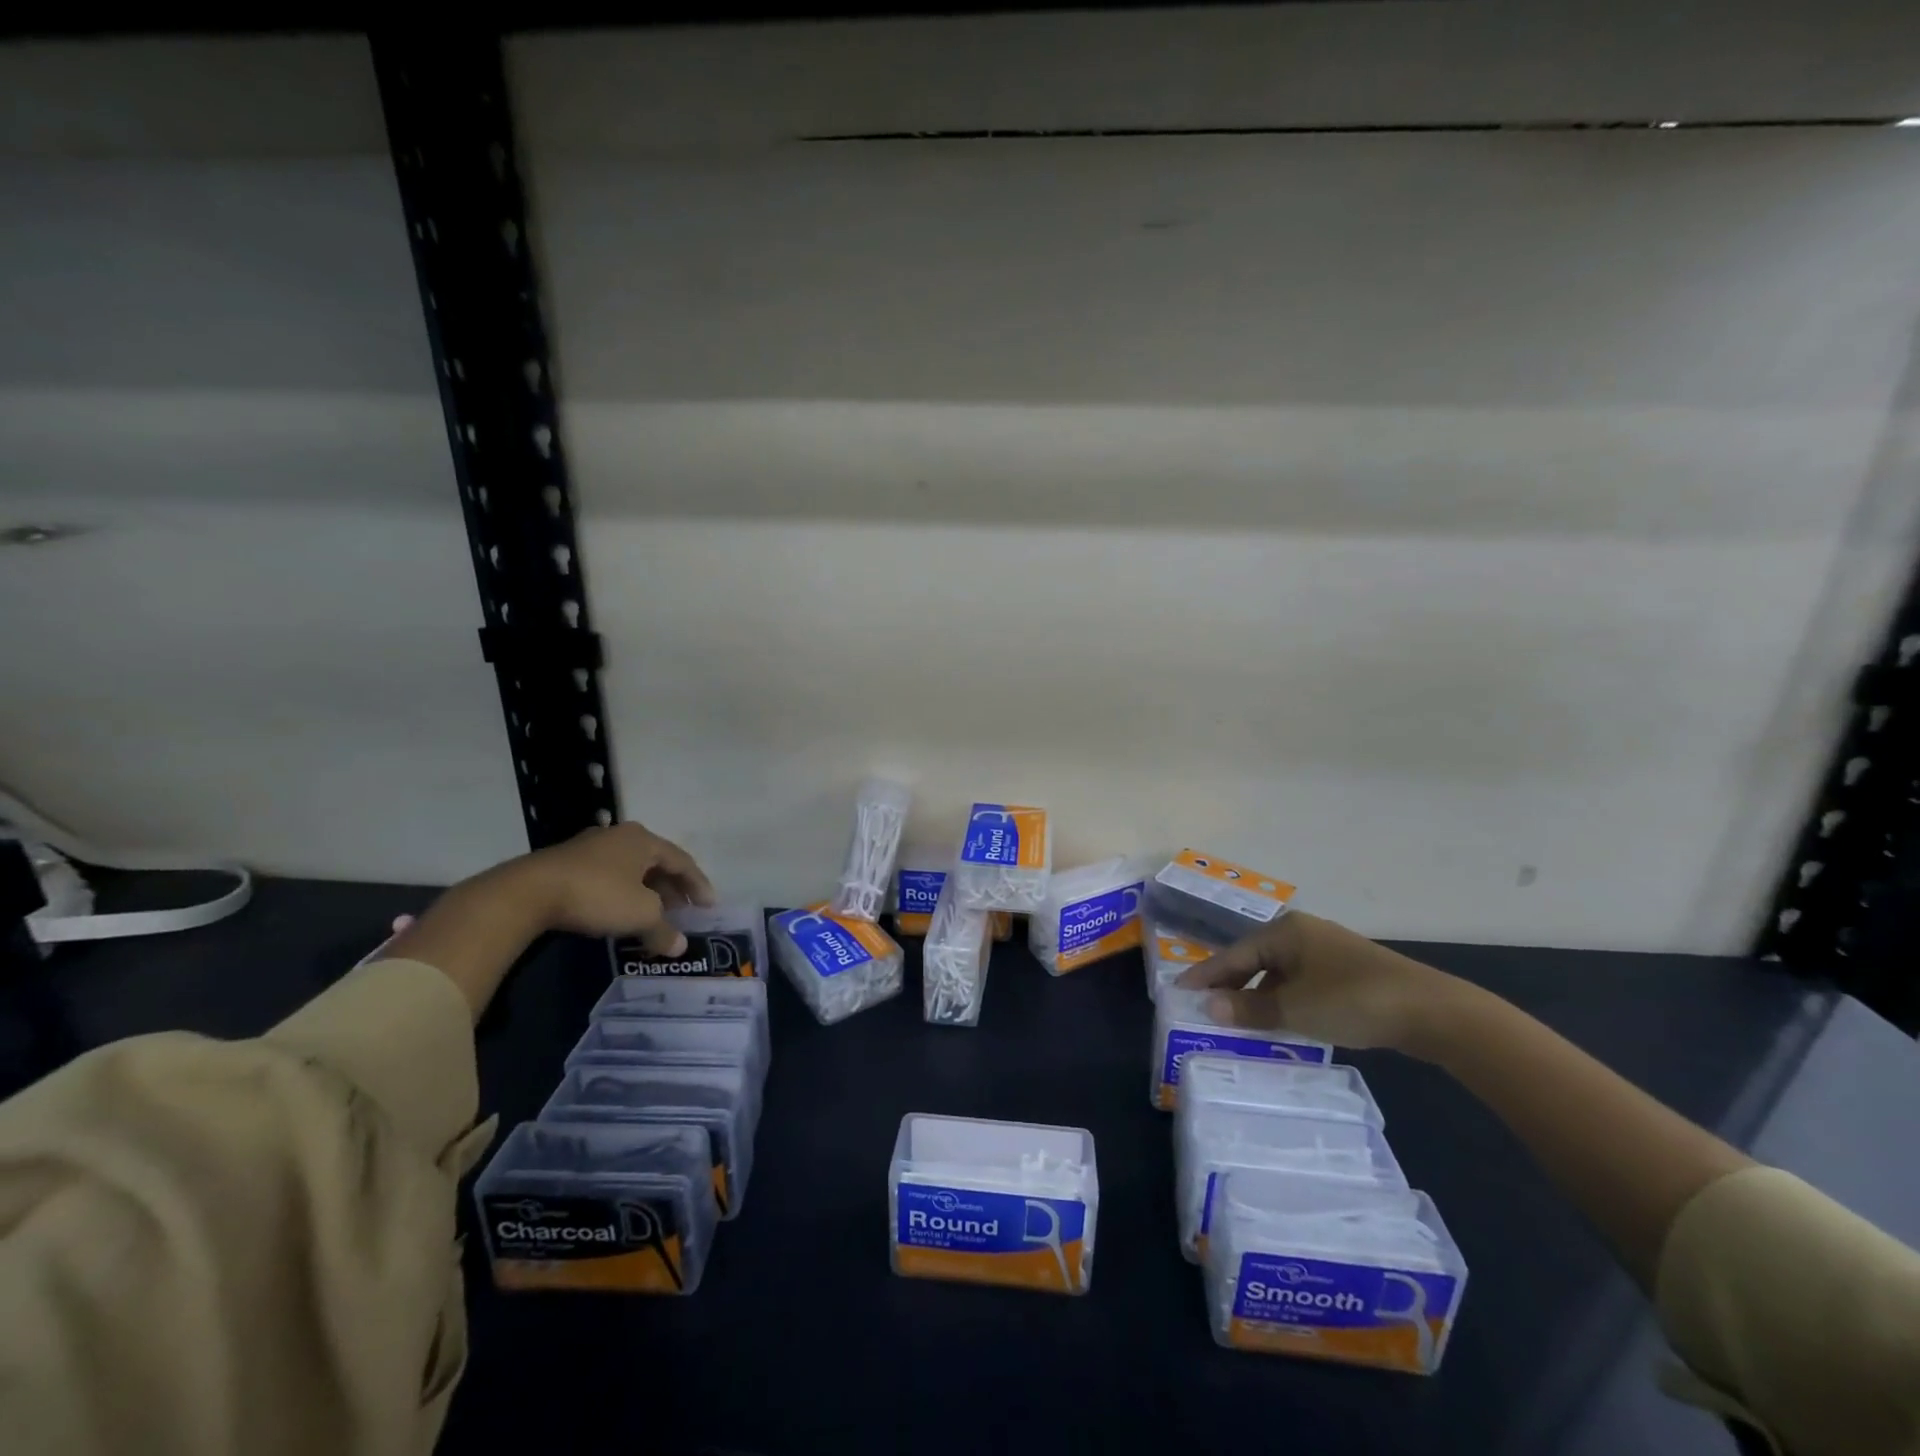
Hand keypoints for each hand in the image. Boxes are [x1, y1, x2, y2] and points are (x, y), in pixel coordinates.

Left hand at [519, 822, 716, 954]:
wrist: (527, 893)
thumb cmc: (598, 894)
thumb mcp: (640, 915)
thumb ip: (663, 930)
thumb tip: (679, 947)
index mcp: (644, 839)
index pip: (682, 861)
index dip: (699, 885)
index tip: (710, 906)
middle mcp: (620, 836)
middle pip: (656, 863)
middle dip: (672, 889)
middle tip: (682, 913)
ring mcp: (590, 847)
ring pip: (630, 870)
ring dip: (646, 893)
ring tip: (652, 916)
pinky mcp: (566, 864)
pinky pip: (607, 877)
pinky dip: (622, 895)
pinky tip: (619, 913)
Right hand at [1173, 911, 1469, 1054]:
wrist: (1432, 1012)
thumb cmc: (1353, 1000)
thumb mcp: (1295, 1009)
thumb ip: (1249, 1009)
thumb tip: (1208, 1007)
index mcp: (1286, 931)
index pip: (1234, 953)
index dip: (1206, 974)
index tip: (1179, 989)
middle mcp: (1303, 934)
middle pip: (1255, 959)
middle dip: (1231, 985)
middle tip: (1206, 1008)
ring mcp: (1328, 952)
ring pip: (1279, 973)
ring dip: (1259, 997)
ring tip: (1238, 1021)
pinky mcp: (1348, 972)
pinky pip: (1301, 983)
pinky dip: (1285, 1001)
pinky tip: (1281, 1022)